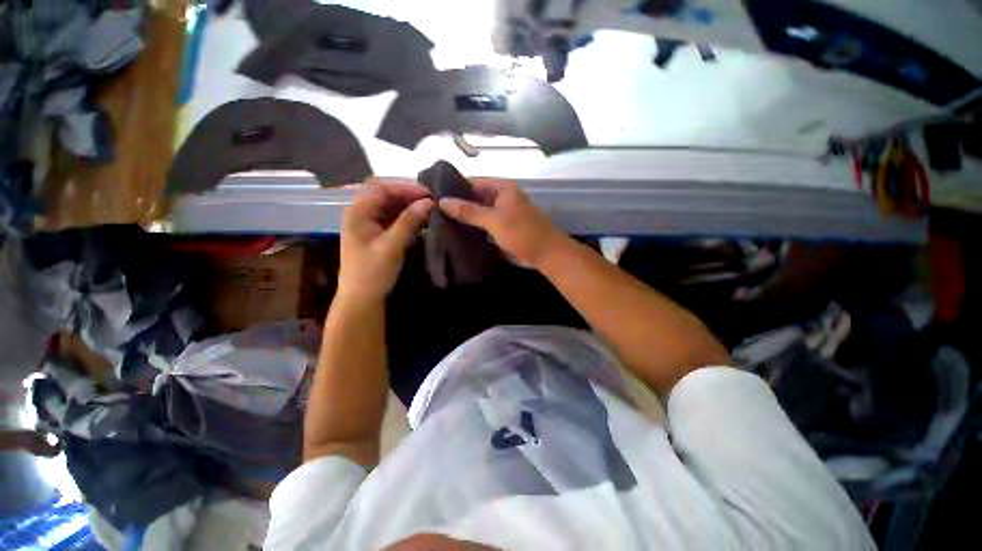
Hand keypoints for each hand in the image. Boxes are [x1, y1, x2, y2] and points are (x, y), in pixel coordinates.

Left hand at [338, 179, 433, 302]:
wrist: (362, 299)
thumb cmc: (372, 273)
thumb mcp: (392, 246)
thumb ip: (409, 222)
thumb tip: (429, 202)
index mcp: (358, 212)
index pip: (381, 187)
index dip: (405, 186)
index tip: (428, 194)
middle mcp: (362, 213)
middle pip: (386, 194)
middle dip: (409, 195)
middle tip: (432, 201)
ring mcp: (370, 224)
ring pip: (391, 206)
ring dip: (410, 206)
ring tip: (431, 210)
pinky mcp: (378, 234)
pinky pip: (394, 218)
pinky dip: (408, 217)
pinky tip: (422, 221)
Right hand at [438, 179, 559, 267]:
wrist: (545, 254)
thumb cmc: (522, 232)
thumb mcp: (494, 220)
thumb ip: (469, 211)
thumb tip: (442, 201)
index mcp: (502, 188)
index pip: (473, 182)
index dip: (454, 187)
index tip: (433, 194)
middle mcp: (501, 197)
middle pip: (474, 197)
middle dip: (457, 204)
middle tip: (432, 211)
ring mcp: (501, 214)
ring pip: (477, 213)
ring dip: (463, 218)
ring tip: (438, 221)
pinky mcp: (501, 228)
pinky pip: (482, 225)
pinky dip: (472, 228)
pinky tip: (454, 232)